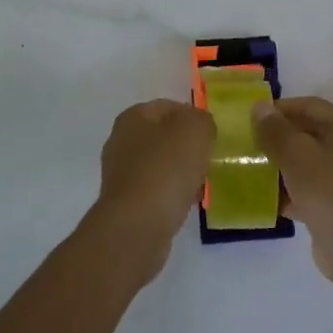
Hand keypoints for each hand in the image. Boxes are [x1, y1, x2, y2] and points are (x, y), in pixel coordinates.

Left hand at [90, 99, 215, 279]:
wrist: (137, 226)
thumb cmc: (166, 169)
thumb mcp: (195, 130)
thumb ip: (202, 120)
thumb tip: (200, 127)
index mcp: (133, 117)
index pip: (168, 106)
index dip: (193, 117)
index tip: (212, 135)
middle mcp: (121, 141)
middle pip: (164, 136)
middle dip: (188, 147)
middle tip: (209, 159)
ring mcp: (121, 173)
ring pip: (161, 164)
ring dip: (182, 172)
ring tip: (202, 184)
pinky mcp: (126, 203)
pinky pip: (157, 190)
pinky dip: (173, 194)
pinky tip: (188, 204)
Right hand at [254, 97, 332, 288]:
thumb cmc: (329, 190)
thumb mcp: (296, 154)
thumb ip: (275, 129)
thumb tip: (259, 107)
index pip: (310, 106)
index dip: (280, 109)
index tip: (252, 117)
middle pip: (311, 134)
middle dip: (280, 139)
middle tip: (250, 143)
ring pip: (311, 163)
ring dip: (284, 166)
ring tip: (254, 169)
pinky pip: (314, 189)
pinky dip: (293, 191)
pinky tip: (268, 198)